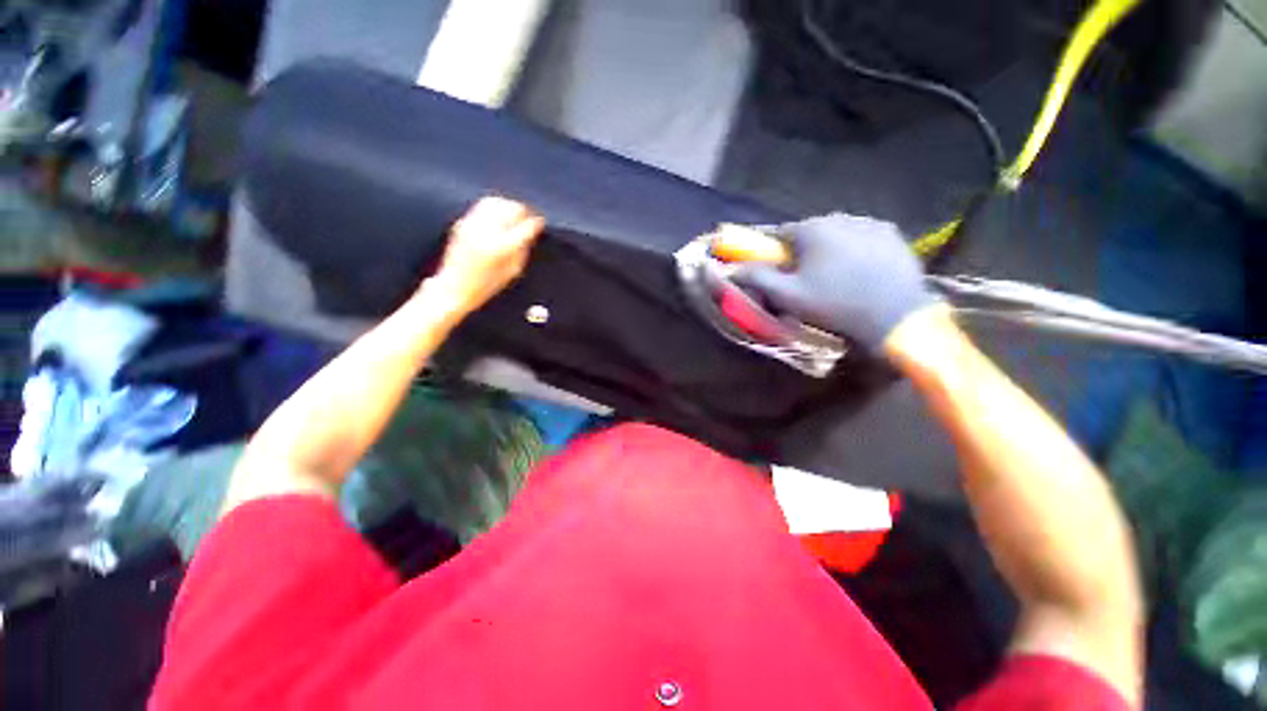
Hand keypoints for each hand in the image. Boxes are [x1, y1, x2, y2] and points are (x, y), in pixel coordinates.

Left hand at [423, 196, 544, 317]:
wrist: (454, 288)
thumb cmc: (485, 286)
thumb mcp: (512, 272)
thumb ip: (522, 250)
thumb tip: (530, 233)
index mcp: (502, 247)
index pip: (525, 226)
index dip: (536, 222)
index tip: (540, 222)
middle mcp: (487, 232)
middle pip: (510, 208)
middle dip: (522, 211)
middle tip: (528, 216)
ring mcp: (472, 225)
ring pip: (495, 202)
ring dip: (508, 205)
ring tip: (514, 212)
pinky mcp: (462, 223)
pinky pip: (482, 207)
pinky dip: (494, 207)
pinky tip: (498, 215)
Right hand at [731, 213, 936, 351]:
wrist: (895, 316)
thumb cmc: (834, 305)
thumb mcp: (788, 296)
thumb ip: (757, 278)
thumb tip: (732, 268)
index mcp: (812, 229)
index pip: (780, 233)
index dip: (773, 251)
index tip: (775, 269)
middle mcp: (840, 217)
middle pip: (809, 233)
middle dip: (801, 251)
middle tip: (804, 278)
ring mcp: (870, 223)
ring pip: (836, 234)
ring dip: (828, 249)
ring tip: (833, 276)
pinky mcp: (892, 234)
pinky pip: (861, 237)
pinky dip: (854, 249)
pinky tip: (858, 271)